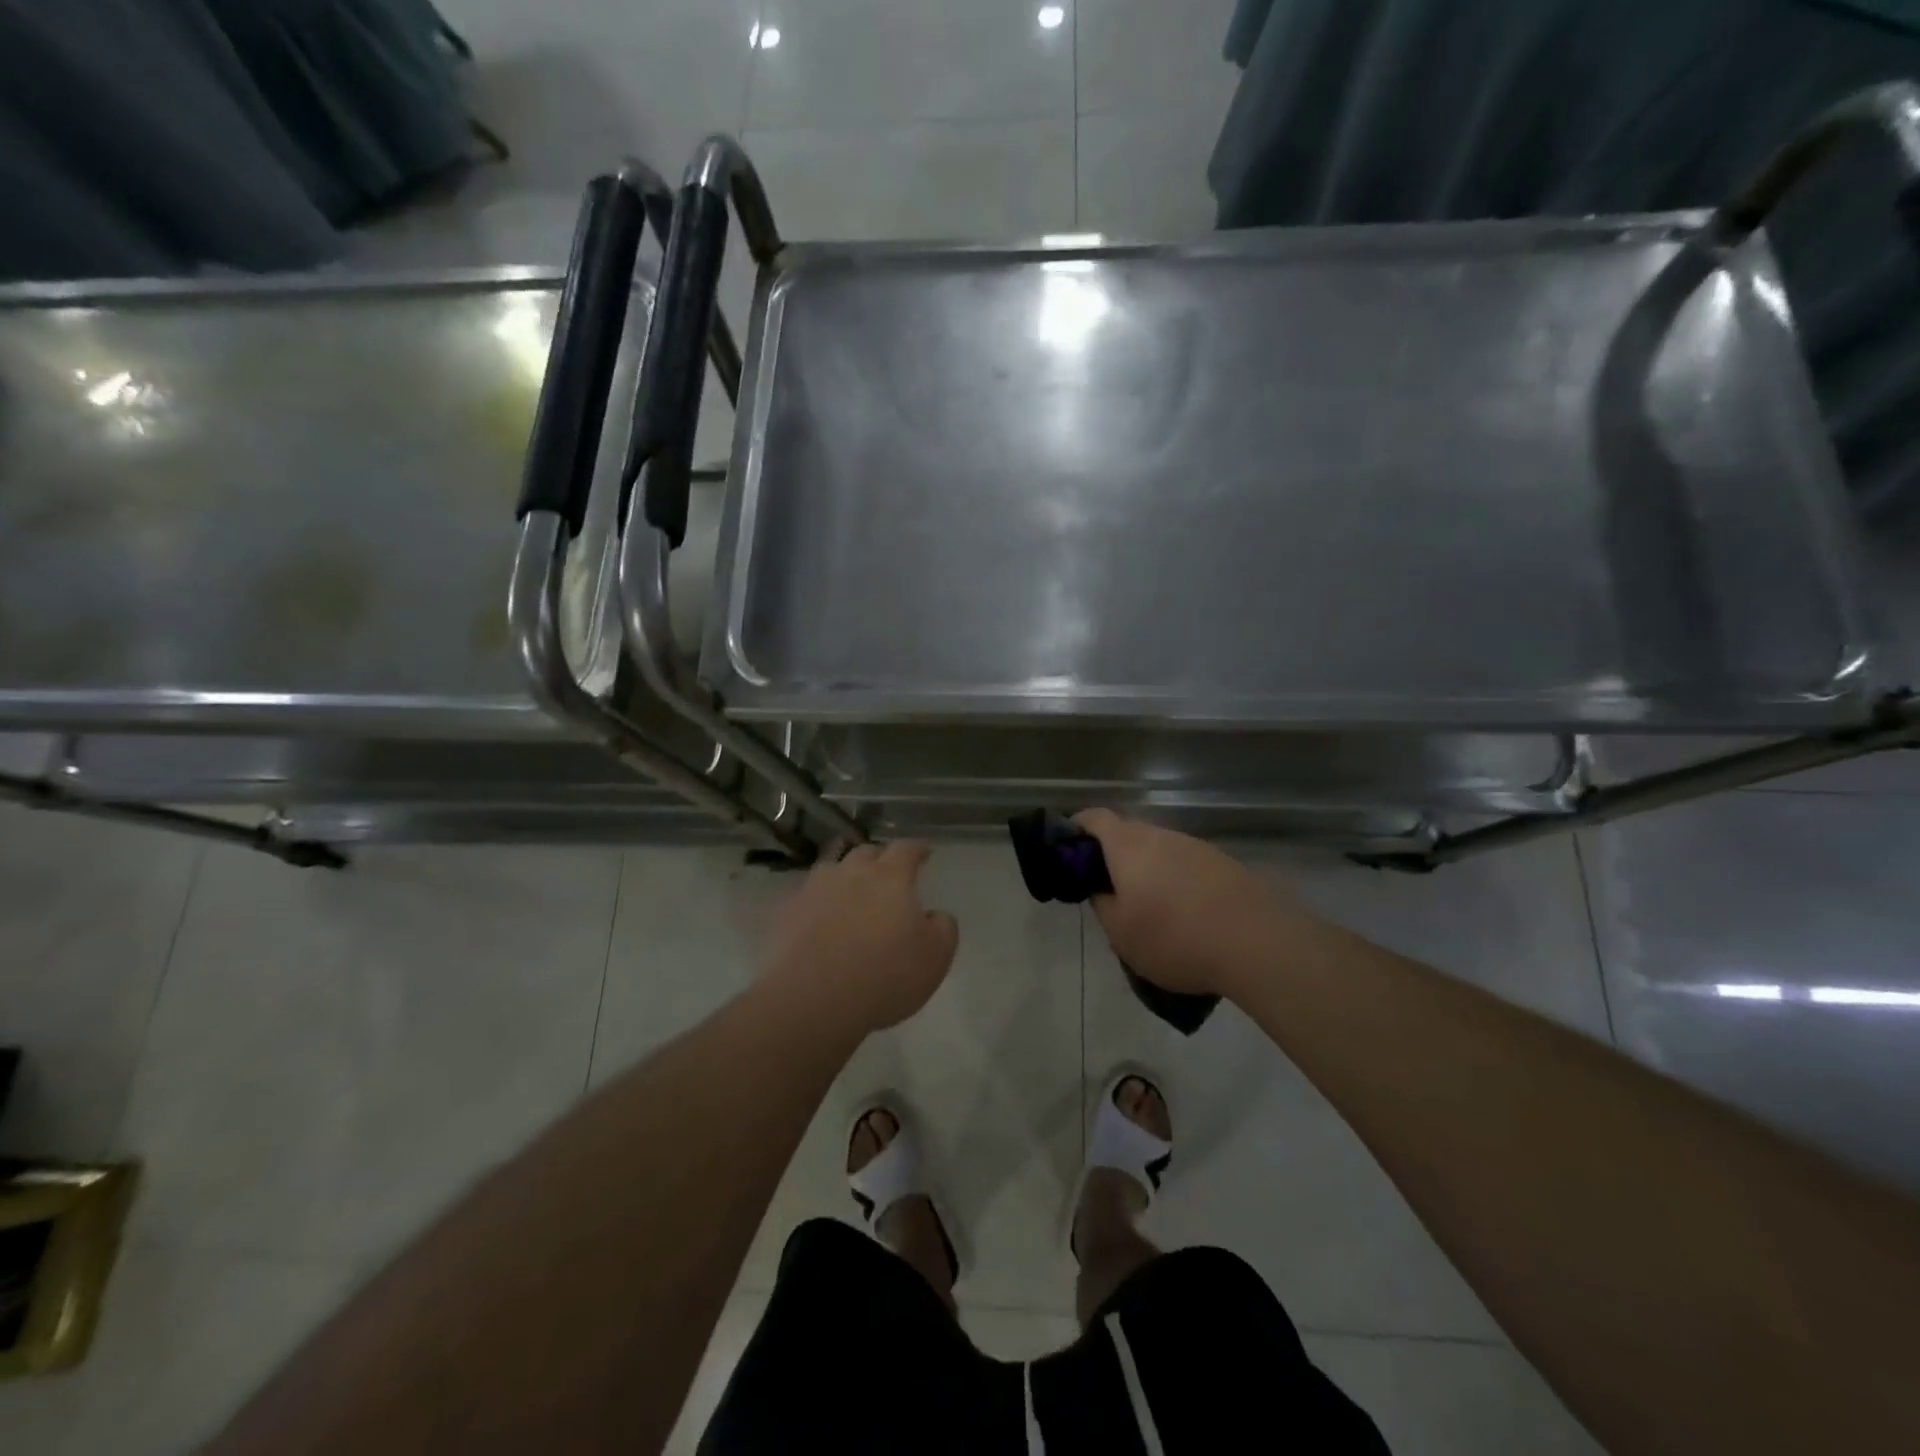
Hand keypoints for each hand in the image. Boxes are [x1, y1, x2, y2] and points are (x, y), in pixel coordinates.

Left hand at [765, 841, 959, 1034]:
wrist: (813, 1000)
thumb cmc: (885, 975)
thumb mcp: (936, 956)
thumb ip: (943, 927)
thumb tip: (935, 915)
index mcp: (890, 876)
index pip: (906, 849)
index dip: (917, 849)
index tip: (924, 852)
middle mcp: (851, 872)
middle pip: (867, 851)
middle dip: (880, 857)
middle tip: (888, 871)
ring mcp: (815, 889)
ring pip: (832, 866)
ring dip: (845, 870)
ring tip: (850, 884)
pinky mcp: (788, 912)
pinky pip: (807, 894)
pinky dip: (819, 898)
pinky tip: (820, 914)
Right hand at [1073, 809, 1304, 1000]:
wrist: (1257, 943)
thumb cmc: (1174, 938)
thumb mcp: (1120, 933)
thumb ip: (1102, 904)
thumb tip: (1101, 889)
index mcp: (1128, 846)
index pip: (1095, 818)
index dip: (1078, 827)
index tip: (1069, 847)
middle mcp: (1162, 835)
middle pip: (1129, 833)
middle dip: (1113, 855)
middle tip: (1108, 888)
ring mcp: (1197, 847)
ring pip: (1161, 850)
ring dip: (1149, 870)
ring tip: (1150, 908)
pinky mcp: (1225, 864)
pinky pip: (1188, 865)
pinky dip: (1178, 881)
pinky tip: (1186, 915)